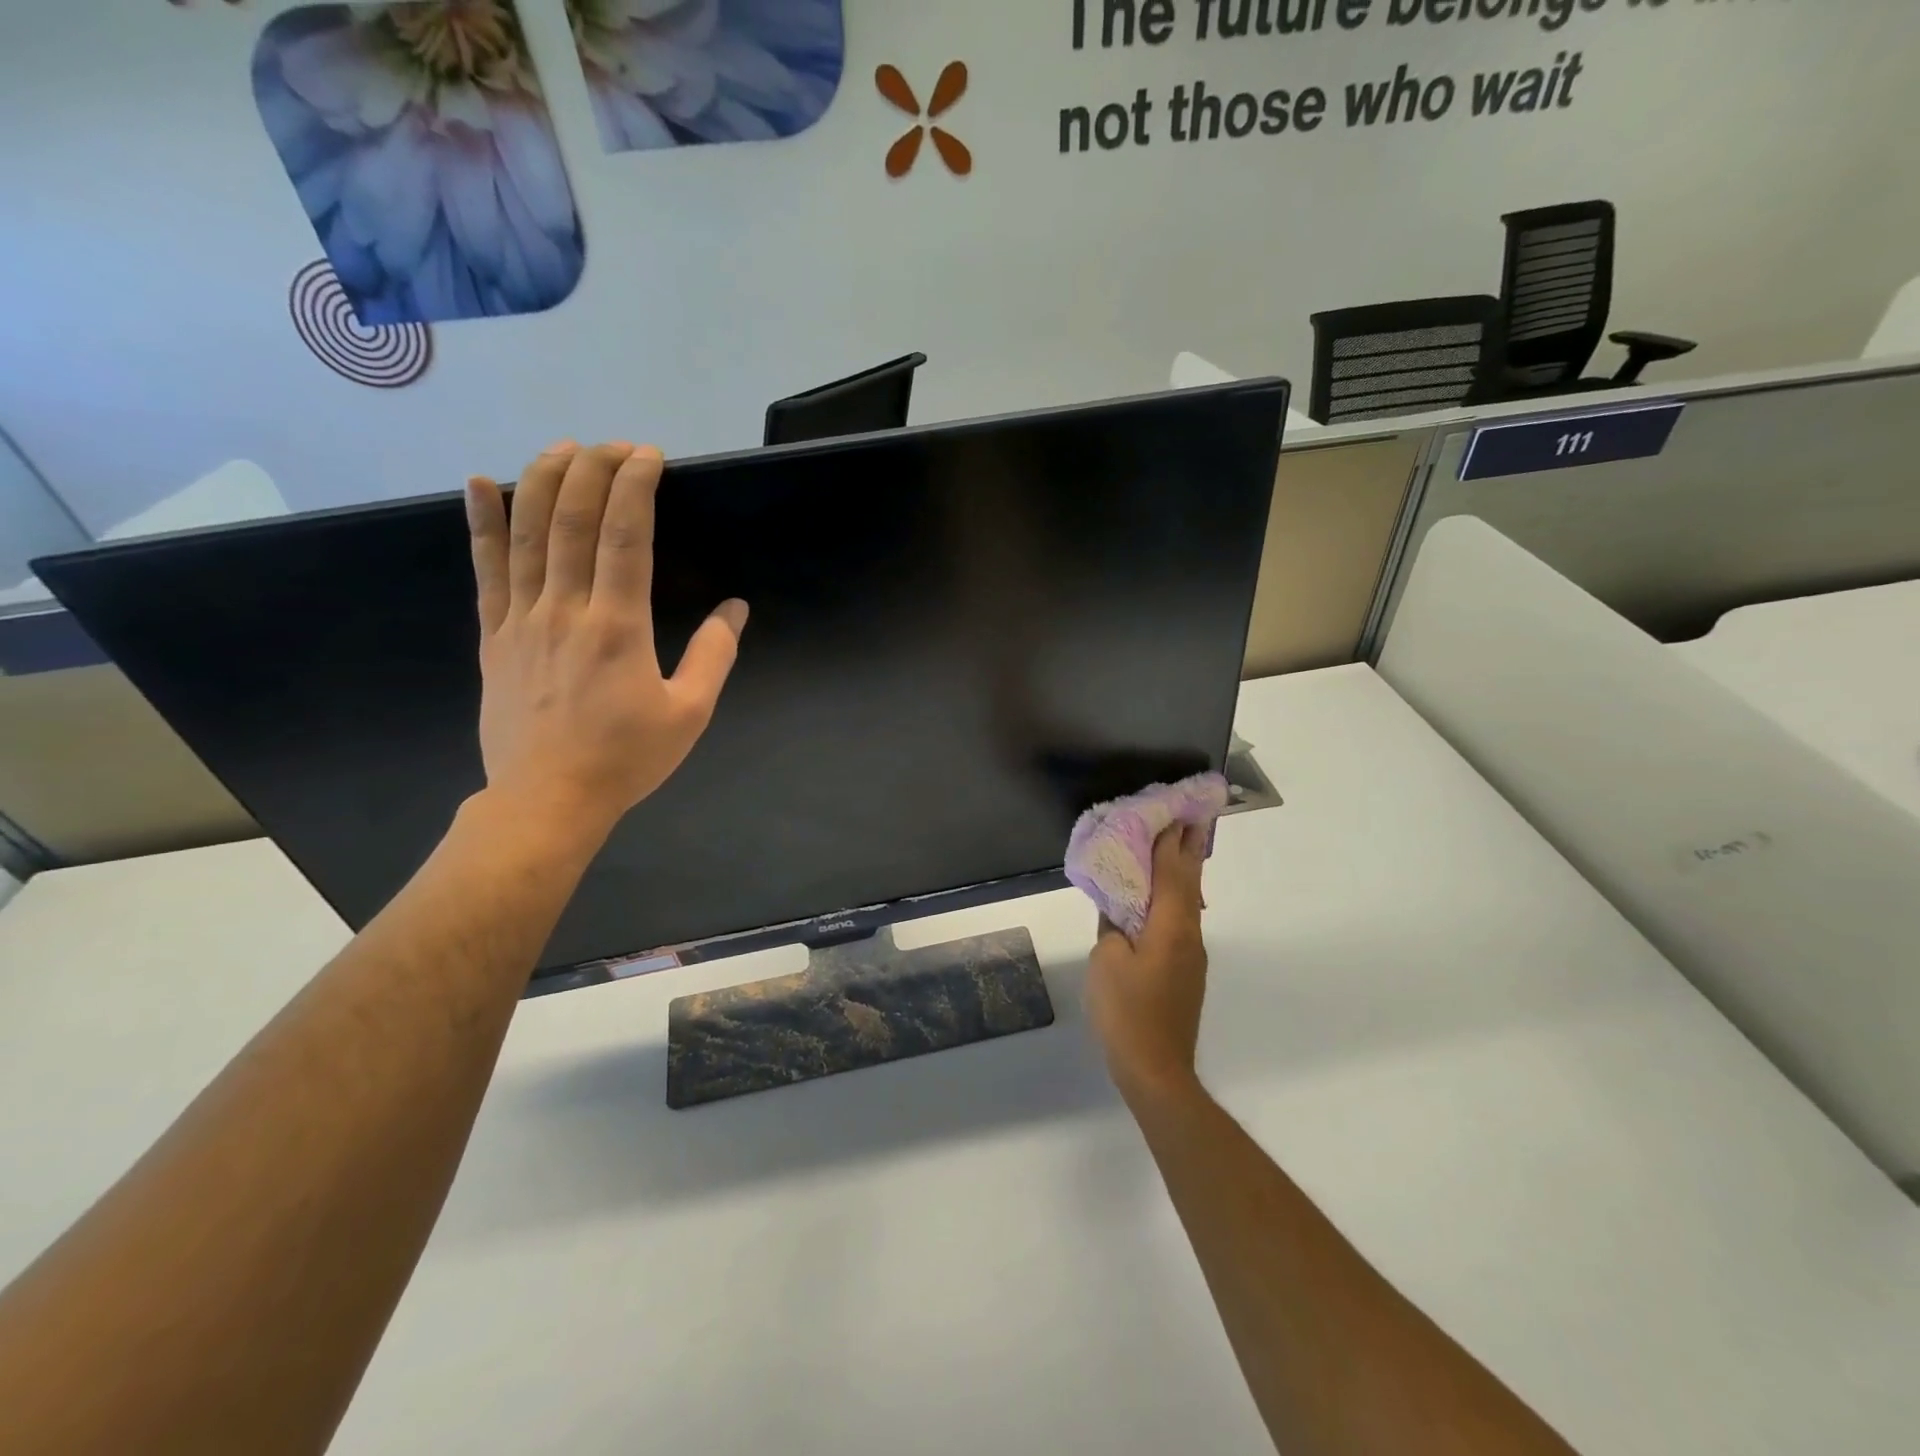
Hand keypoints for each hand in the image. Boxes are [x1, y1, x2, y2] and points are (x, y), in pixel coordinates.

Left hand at [464, 441, 746, 846]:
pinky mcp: (494, 636)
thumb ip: (712, 656)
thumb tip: (734, 610)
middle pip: (573, 521)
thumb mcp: (689, 713)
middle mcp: (566, 610)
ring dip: (544, 482)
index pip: (625, 536)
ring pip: (528, 535)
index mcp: (618, 627)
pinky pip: (486, 570)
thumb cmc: (626, 759)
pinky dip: (482, 524)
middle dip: (594, 471)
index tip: (649, 456)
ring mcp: (522, 619)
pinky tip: (481, 485)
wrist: (548, 799)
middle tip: (614, 444)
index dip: (636, 487)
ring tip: (562, 448)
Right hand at [1085, 824, 1208, 1101]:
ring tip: (1172, 852)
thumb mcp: (1107, 960)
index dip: (1169, 842)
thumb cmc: (1126, 1010)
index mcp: (1170, 926)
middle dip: (1187, 851)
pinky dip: (1172, 901)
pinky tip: (1159, 902)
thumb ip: (1113, 926)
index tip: (1171, 813)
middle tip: (1187, 820)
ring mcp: (1191, 956)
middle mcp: (1188, 935)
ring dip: (1181, 875)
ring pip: (1187, 904)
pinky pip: (1180, 923)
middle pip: (1189, 884)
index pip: (1172, 872)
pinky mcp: (1185, 973)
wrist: (1155, 1069)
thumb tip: (1121, 911)